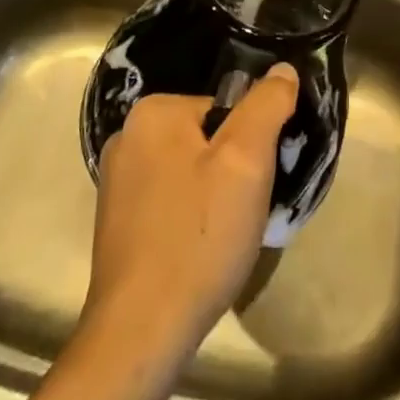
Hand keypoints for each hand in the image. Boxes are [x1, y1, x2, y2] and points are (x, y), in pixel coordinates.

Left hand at [84, 64, 298, 368]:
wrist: (141, 331)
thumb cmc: (198, 237)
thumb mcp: (246, 162)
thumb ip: (267, 106)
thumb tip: (282, 69)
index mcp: (153, 112)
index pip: (225, 110)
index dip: (251, 145)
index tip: (257, 183)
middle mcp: (127, 136)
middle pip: (206, 139)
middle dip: (232, 172)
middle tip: (244, 213)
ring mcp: (117, 181)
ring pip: (189, 172)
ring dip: (213, 197)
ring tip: (224, 237)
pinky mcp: (116, 221)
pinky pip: (170, 201)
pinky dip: (190, 219)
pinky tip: (198, 253)